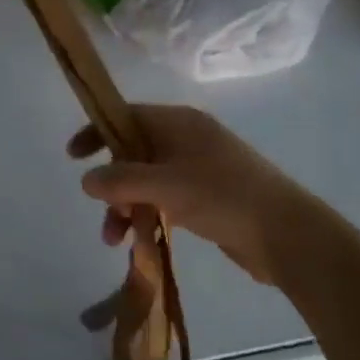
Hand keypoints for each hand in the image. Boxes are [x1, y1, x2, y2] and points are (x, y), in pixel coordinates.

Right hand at [68, 105, 329, 288]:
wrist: (287, 234)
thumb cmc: (224, 197)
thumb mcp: (166, 186)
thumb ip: (121, 181)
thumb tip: (86, 181)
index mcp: (178, 122)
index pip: (126, 116)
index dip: (96, 132)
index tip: (73, 156)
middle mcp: (186, 139)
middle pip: (133, 152)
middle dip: (113, 183)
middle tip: (105, 213)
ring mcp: (197, 168)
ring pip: (146, 181)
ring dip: (127, 207)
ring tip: (116, 240)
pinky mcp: (206, 197)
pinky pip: (164, 199)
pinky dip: (148, 215)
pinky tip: (141, 242)